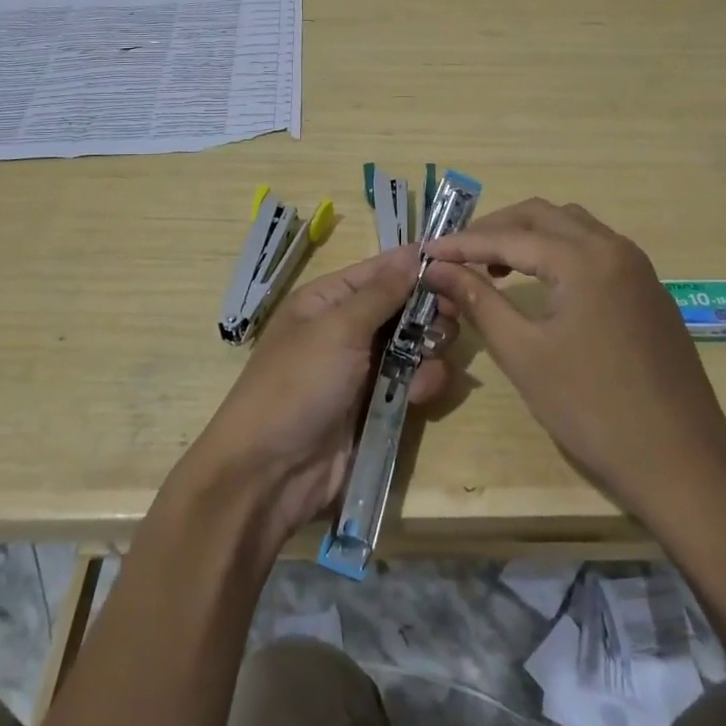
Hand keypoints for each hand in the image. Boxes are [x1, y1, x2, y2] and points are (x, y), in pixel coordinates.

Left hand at [181, 247, 458, 546]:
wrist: (270, 473)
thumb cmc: (298, 384)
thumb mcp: (338, 329)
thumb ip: (381, 293)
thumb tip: (411, 252)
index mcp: (326, 301)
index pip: (378, 271)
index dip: (413, 266)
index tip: (455, 264)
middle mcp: (345, 329)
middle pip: (400, 308)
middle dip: (427, 312)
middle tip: (450, 319)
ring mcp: (361, 370)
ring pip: (412, 346)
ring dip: (428, 350)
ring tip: (432, 359)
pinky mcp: (376, 407)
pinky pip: (410, 382)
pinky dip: (422, 383)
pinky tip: (422, 393)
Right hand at [422, 199, 725, 525]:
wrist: (684, 464)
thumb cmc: (594, 410)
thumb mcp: (525, 354)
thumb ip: (479, 301)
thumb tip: (437, 269)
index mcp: (584, 258)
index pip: (509, 236)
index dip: (462, 243)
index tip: (424, 252)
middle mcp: (614, 248)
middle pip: (543, 215)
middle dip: (495, 228)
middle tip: (457, 254)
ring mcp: (638, 268)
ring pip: (573, 226)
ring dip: (530, 235)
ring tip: (495, 265)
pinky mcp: (649, 291)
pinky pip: (595, 249)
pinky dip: (559, 251)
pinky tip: (543, 282)